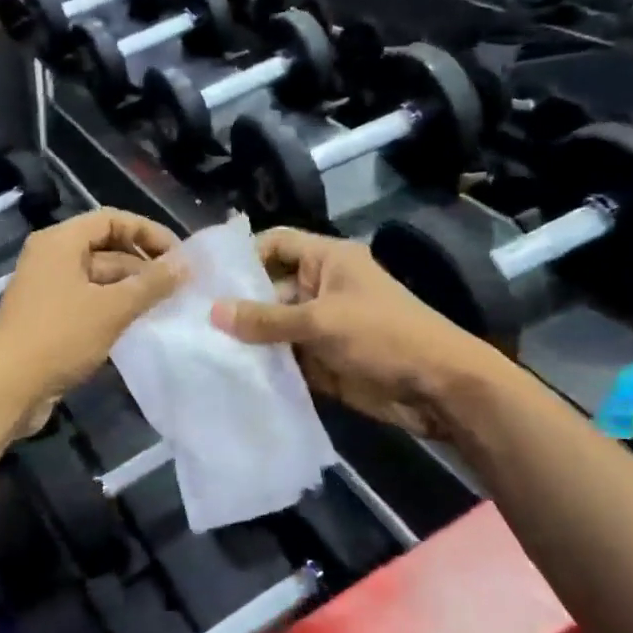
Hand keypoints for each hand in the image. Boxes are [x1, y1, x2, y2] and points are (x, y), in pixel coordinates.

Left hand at [0, 209, 182, 425]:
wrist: (5, 388)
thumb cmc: (58, 338)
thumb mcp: (112, 308)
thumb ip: (151, 283)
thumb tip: (185, 263)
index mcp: (59, 242)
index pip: (111, 220)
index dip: (148, 232)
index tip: (179, 256)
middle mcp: (50, 258)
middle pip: (105, 248)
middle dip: (142, 264)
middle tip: (179, 285)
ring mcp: (47, 289)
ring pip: (98, 278)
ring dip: (131, 288)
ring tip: (166, 305)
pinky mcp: (47, 318)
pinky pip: (87, 301)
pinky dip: (113, 307)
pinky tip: (138, 324)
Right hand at [211, 226, 501, 439]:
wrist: (439, 389)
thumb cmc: (384, 337)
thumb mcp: (321, 322)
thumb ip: (266, 320)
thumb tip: (212, 313)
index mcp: (328, 260)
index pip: (276, 243)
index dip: (244, 255)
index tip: (206, 279)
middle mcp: (321, 288)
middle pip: (269, 288)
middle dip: (237, 304)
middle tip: (193, 321)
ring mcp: (322, 326)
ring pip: (275, 327)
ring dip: (248, 339)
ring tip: (202, 349)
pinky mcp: (323, 361)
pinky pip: (286, 358)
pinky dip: (264, 366)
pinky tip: (230, 375)